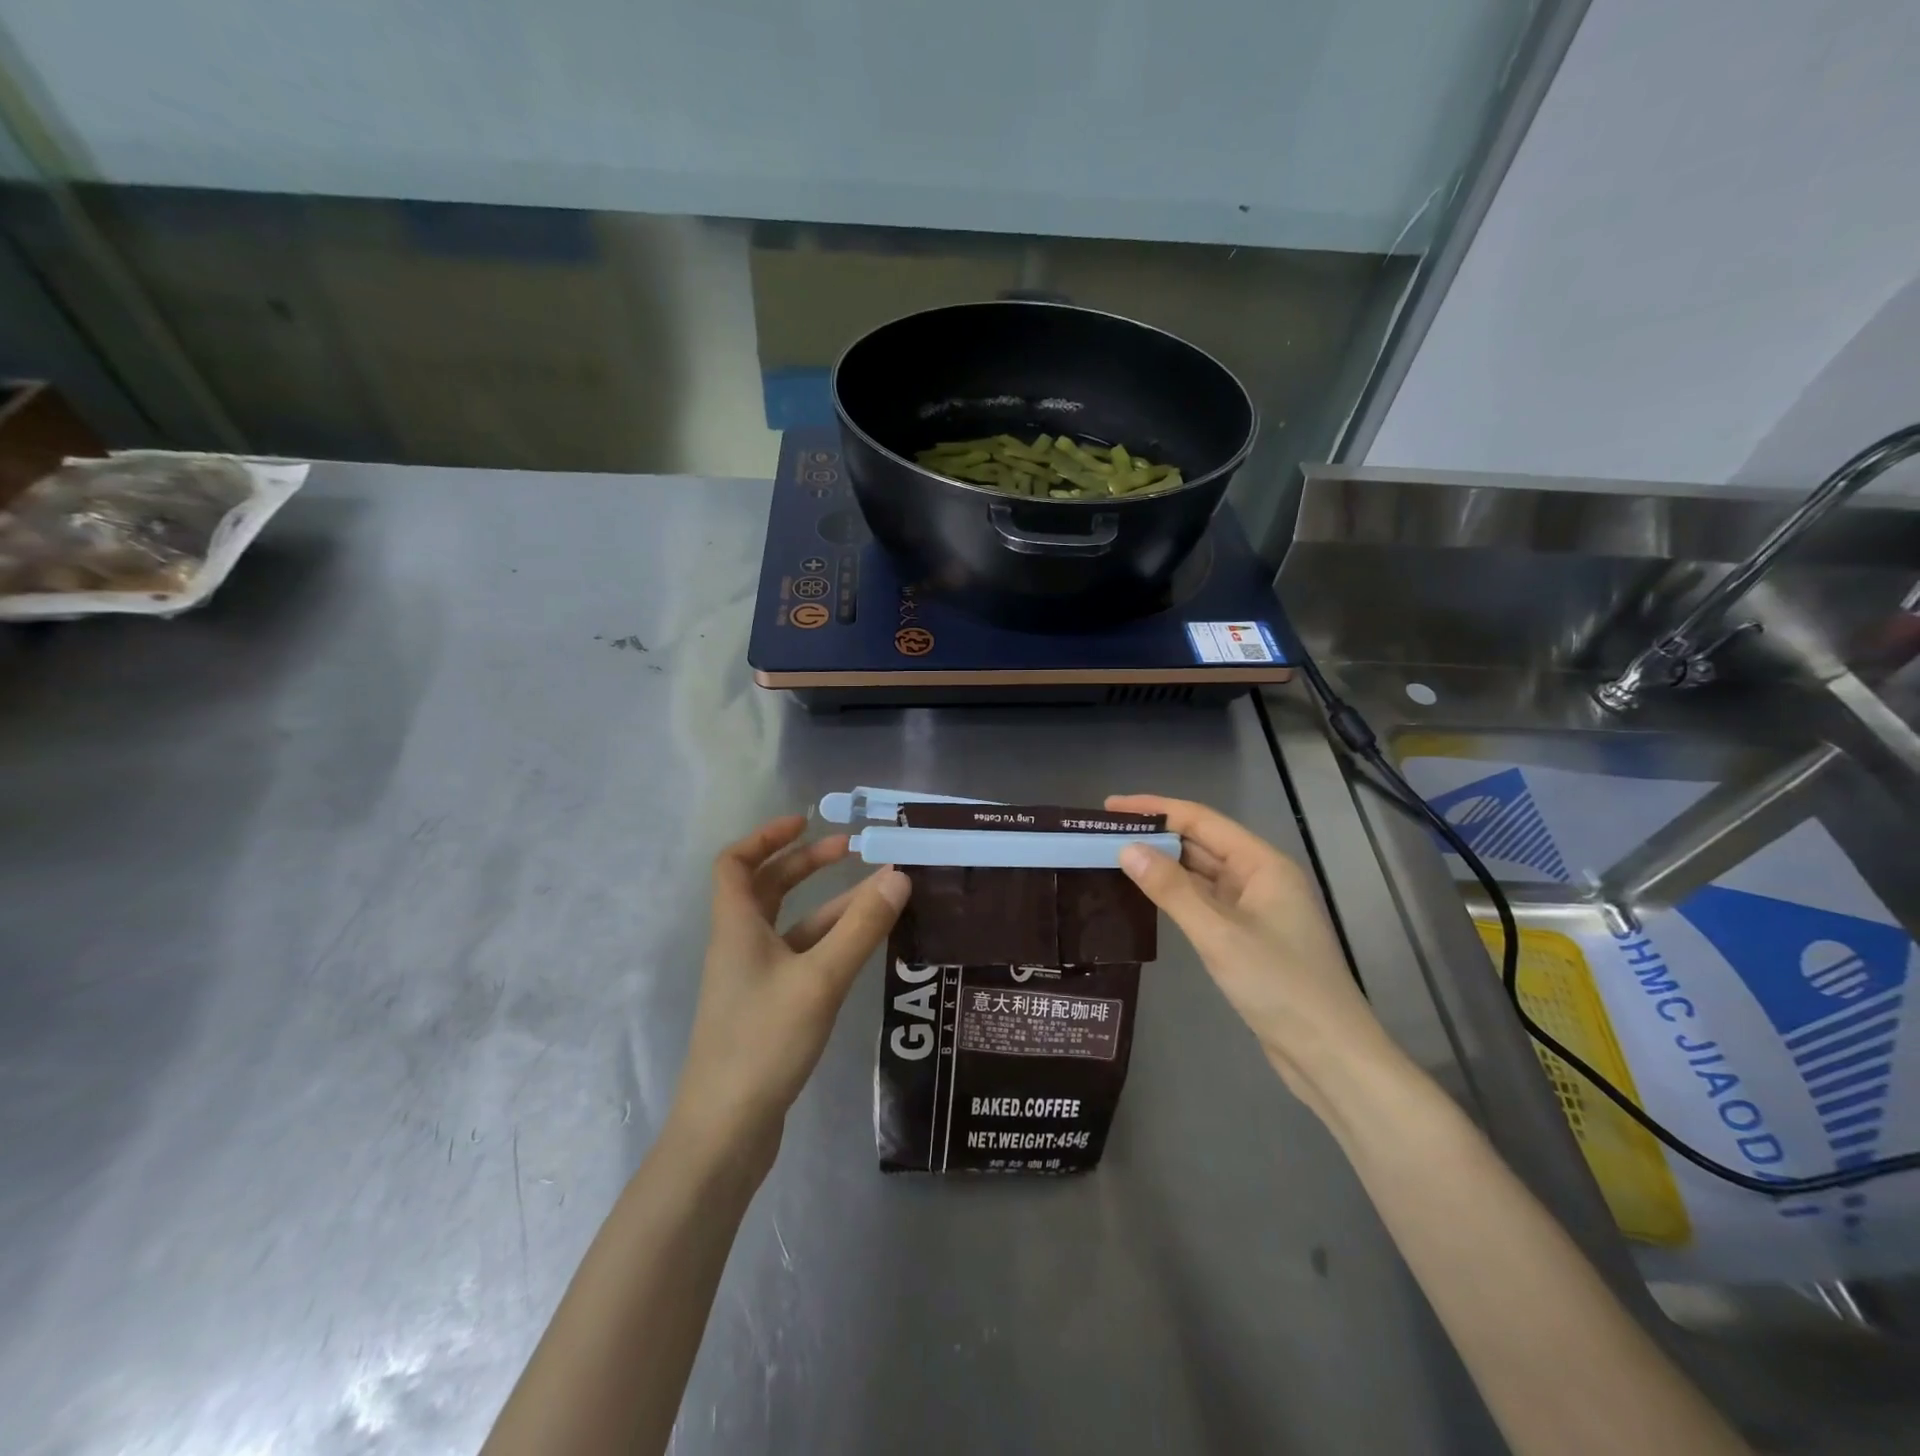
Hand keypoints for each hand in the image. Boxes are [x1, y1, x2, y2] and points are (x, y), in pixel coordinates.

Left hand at [666, 816, 909, 1166]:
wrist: (726, 1133)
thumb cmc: (763, 1043)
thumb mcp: (819, 979)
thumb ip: (861, 928)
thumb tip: (898, 875)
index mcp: (736, 928)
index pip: (735, 863)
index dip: (766, 836)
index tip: (806, 822)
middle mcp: (740, 946)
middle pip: (767, 889)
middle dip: (806, 865)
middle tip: (852, 851)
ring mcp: (753, 981)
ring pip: (791, 926)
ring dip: (829, 906)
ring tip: (879, 894)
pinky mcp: (768, 1010)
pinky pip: (800, 958)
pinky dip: (829, 943)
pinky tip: (864, 946)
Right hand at [1107, 795, 1399, 1113]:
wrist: (1329, 1056)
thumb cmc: (1279, 986)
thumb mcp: (1219, 934)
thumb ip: (1171, 889)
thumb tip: (1127, 849)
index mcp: (1263, 864)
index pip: (1201, 820)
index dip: (1155, 809)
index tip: (1111, 807)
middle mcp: (1261, 878)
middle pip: (1201, 843)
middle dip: (1155, 835)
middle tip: (1104, 834)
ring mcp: (1256, 908)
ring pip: (1202, 874)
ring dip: (1163, 865)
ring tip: (1115, 858)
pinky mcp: (1248, 937)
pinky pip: (1205, 901)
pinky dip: (1175, 895)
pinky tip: (1146, 896)